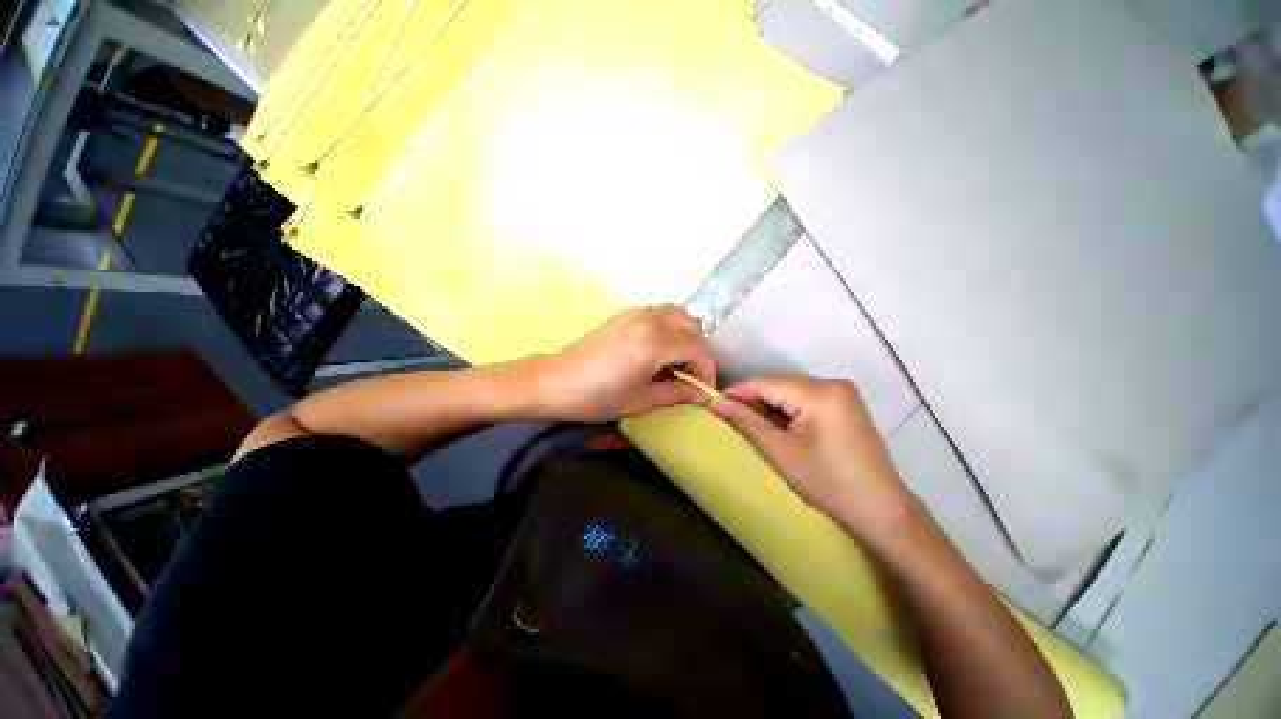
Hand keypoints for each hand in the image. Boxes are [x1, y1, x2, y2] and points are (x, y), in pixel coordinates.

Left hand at [531, 305, 716, 422]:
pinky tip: (660, 350)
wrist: (554, 382)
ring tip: (679, 361)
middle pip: (690, 325)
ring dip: (686, 335)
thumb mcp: (640, 401)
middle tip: (693, 374)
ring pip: (676, 314)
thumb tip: (701, 395)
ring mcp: (635, 313)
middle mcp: (648, 320)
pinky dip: (670, 327)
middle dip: (699, 350)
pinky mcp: (624, 314)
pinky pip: (659, 313)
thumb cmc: (596, 397)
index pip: (696, 348)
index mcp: (653, 343)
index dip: (707, 368)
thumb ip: (676, 394)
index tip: (705, 388)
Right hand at [710, 377, 919, 542]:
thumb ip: (746, 422)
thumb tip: (716, 403)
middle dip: (753, 400)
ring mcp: (842, 394)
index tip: (712, 402)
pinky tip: (777, 428)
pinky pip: (806, 400)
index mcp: (819, 392)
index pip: (766, 383)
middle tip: (729, 418)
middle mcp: (833, 384)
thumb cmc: (827, 482)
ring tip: (749, 424)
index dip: (737, 392)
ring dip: (769, 407)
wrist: (880, 511)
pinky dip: (787, 411)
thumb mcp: (780, 451)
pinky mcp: (846, 406)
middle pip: (779, 385)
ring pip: (791, 392)